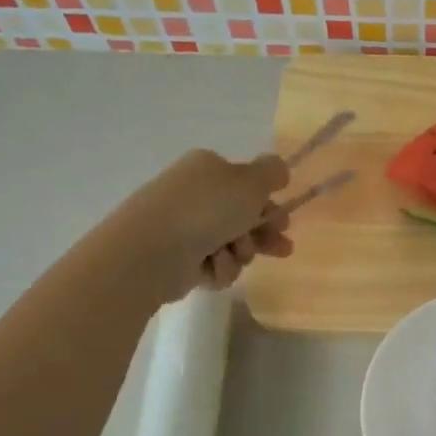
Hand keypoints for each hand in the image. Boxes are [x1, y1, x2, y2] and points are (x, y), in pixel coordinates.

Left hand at [110, 149, 292, 300]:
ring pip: (232, 245)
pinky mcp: (180, 260)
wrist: (151, 251)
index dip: (269, 206)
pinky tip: (210, 267)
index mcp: (209, 170)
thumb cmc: (205, 210)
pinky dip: (218, 268)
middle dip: (262, 235)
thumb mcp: (249, 182)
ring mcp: (186, 228)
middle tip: (279, 249)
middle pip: (243, 218)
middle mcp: (197, 196)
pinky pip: (214, 266)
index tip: (284, 223)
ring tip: (232, 255)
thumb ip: (272, 173)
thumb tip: (278, 168)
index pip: (248, 187)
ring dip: (240, 253)